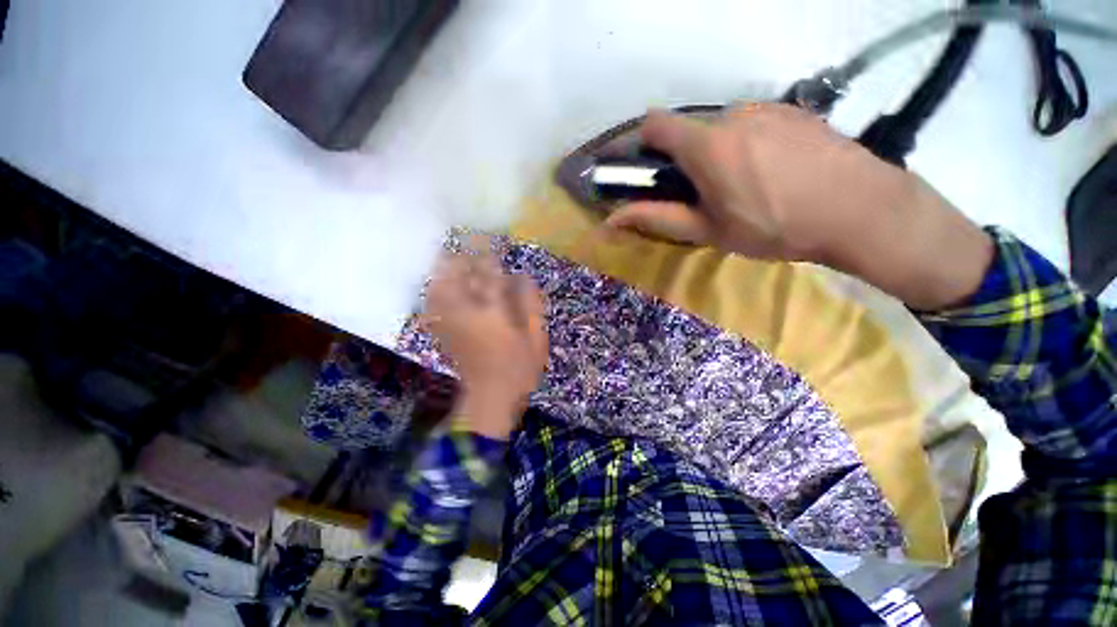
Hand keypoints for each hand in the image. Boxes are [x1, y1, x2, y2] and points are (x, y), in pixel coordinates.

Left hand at [423, 251, 548, 438]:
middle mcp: (466, 313)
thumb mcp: (536, 338)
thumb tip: (524, 278)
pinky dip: (434, 289)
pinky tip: (440, 283)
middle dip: (458, 256)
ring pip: (438, 287)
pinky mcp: (443, 332)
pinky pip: (432, 303)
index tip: (487, 237)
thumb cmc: (519, 369)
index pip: (488, 273)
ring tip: (451, 258)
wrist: (490, 397)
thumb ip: (531, 305)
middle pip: (453, 276)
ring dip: (443, 270)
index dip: (487, 253)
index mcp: (492, 312)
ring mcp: (450, 323)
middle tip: (465, 243)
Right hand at [606, 104, 992, 309]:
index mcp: (707, 145)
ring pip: (722, 127)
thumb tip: (612, 219)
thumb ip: (657, 218)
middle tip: (702, 193)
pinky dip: (746, 144)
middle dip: (684, 158)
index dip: (641, 142)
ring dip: (717, 152)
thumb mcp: (708, 231)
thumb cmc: (775, 227)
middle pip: (690, 130)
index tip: (645, 167)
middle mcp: (733, 115)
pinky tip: (772, 172)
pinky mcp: (794, 111)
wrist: (861, 211)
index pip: (655, 124)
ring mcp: (767, 108)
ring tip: (743, 186)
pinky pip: (753, 124)